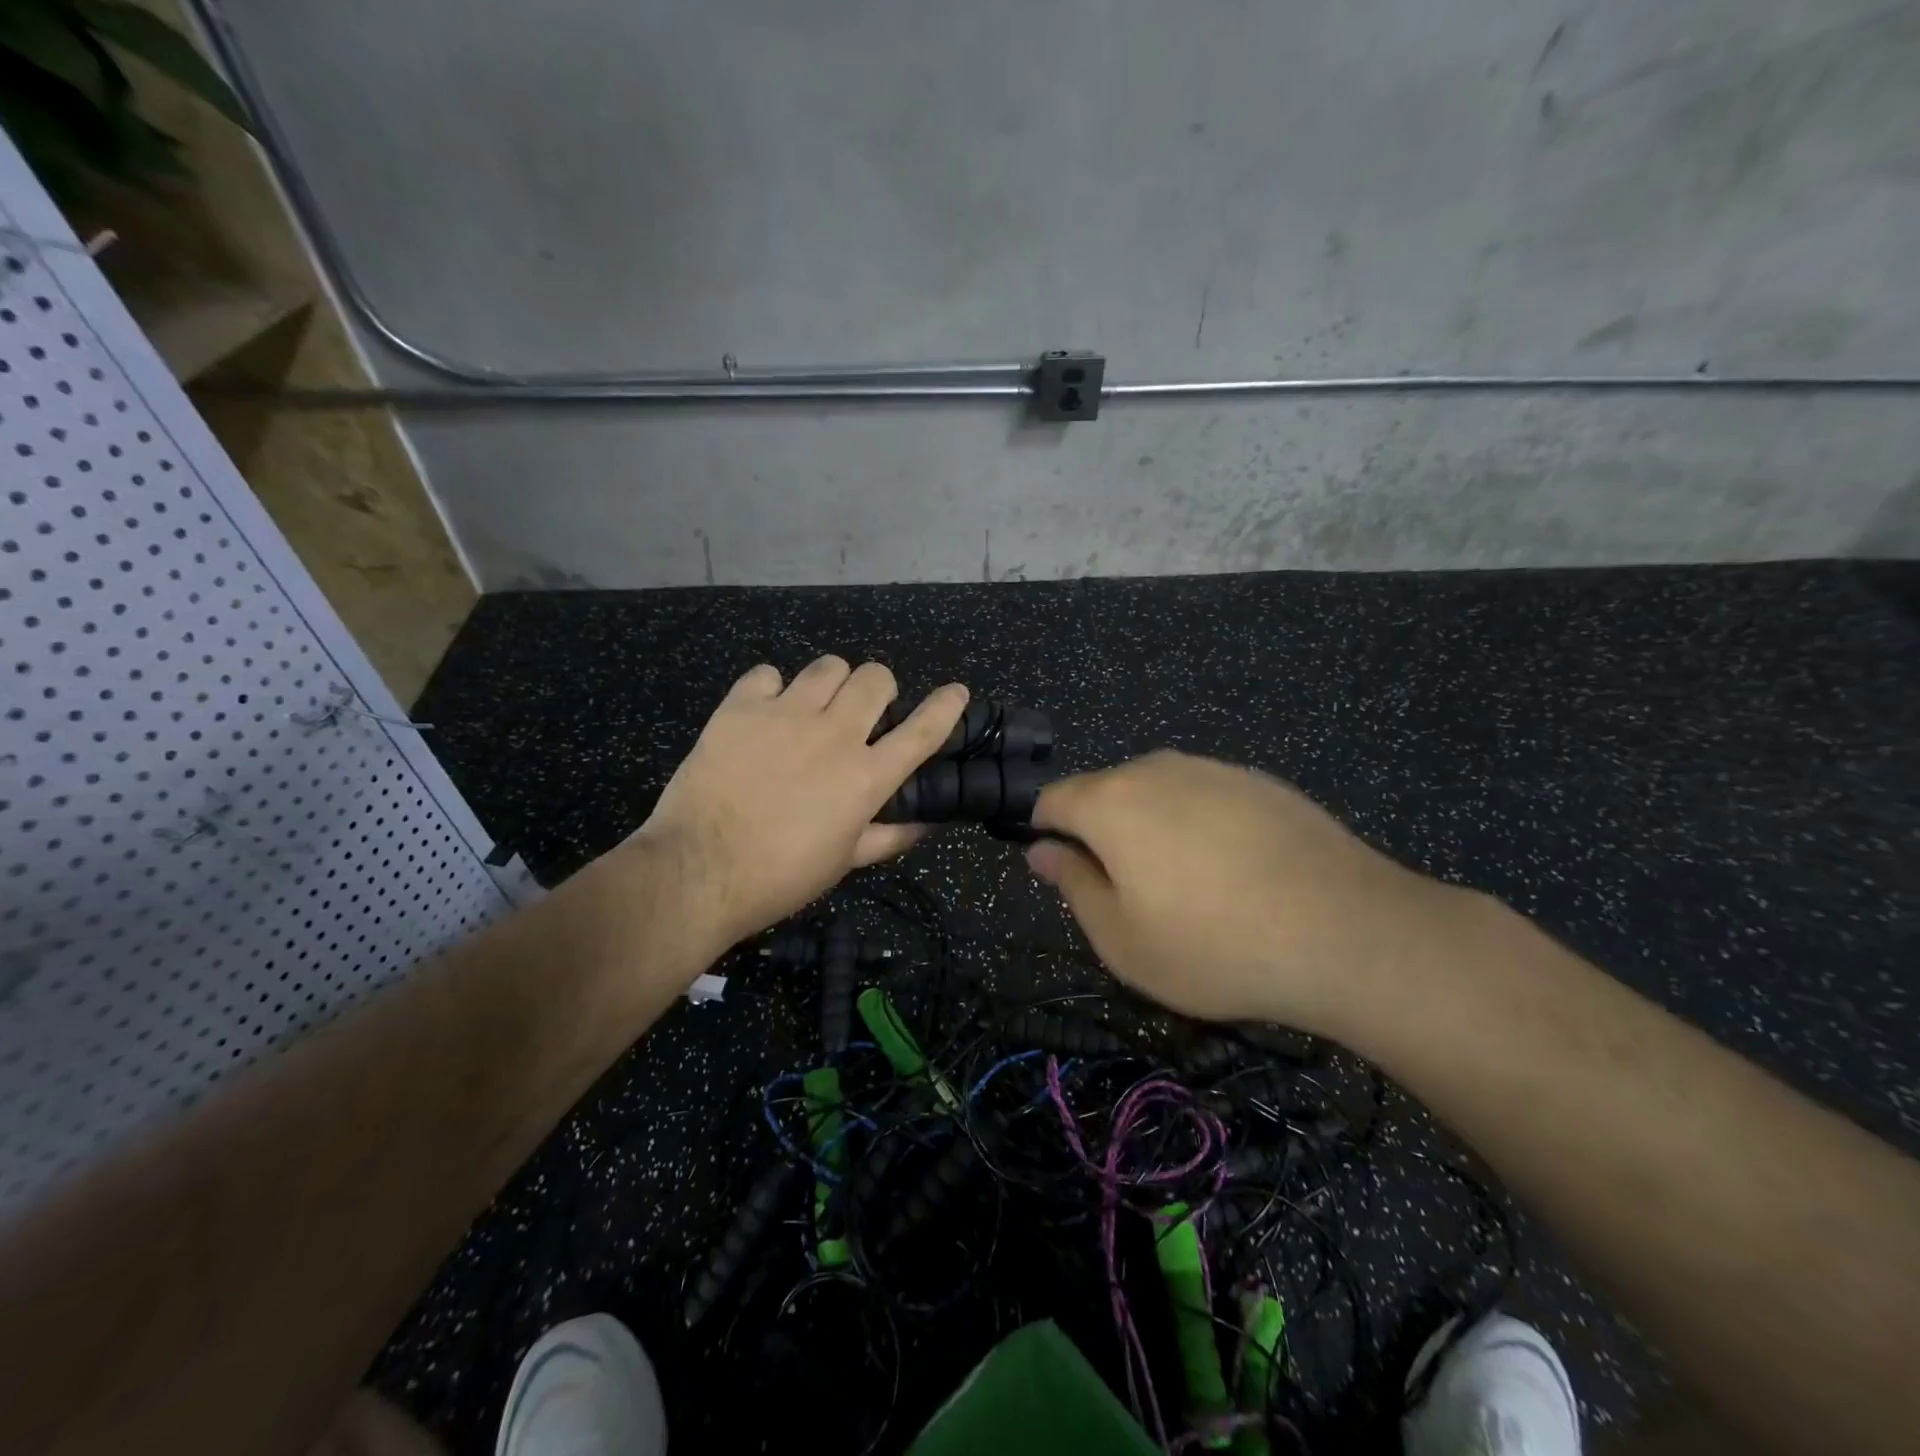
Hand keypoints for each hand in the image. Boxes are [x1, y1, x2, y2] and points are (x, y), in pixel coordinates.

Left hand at [631, 657, 967, 953]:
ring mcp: (786, 715)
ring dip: (832, 683)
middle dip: (879, 690)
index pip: (922, 731)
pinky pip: (768, 673)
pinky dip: (772, 688)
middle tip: (861, 714)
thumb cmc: (779, 877)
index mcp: (866, 777)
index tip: (956, 692)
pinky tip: (764, 712)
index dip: (946, 707)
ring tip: (814, 706)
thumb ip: (889, 836)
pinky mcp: (740, 708)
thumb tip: (927, 823)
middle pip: (876, 679)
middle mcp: (835, 735)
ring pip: (828, 666)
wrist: (698, 872)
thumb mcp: (844, 862)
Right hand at [1026, 751, 1475, 1034]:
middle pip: (1104, 792)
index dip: (1046, 834)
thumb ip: (1072, 885)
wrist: (1347, 933)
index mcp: (1110, 802)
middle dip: (1102, 835)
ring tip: (1191, 890)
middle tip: (1133, 897)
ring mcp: (1213, 769)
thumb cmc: (1214, 946)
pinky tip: (1238, 875)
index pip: (1051, 800)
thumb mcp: (1121, 939)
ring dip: (1154, 830)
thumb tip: (1041, 850)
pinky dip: (1202, 827)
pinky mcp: (1260, 782)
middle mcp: (1155, 769)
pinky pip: (1206, 798)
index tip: (1066, 875)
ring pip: (1157, 794)